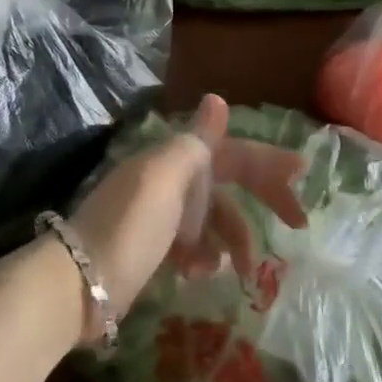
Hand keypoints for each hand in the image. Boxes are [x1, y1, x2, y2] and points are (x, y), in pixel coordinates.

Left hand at [64, 94, 305, 342]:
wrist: (76, 283)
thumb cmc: (128, 229)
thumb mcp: (165, 181)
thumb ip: (196, 142)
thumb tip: (217, 98)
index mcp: (175, 159)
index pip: (233, 151)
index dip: (268, 159)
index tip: (304, 171)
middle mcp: (170, 179)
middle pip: (228, 182)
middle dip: (263, 198)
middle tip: (298, 224)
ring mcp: (160, 214)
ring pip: (214, 219)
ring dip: (233, 239)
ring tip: (241, 270)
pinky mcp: (152, 246)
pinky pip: (193, 245)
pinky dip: (205, 257)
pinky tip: (201, 275)